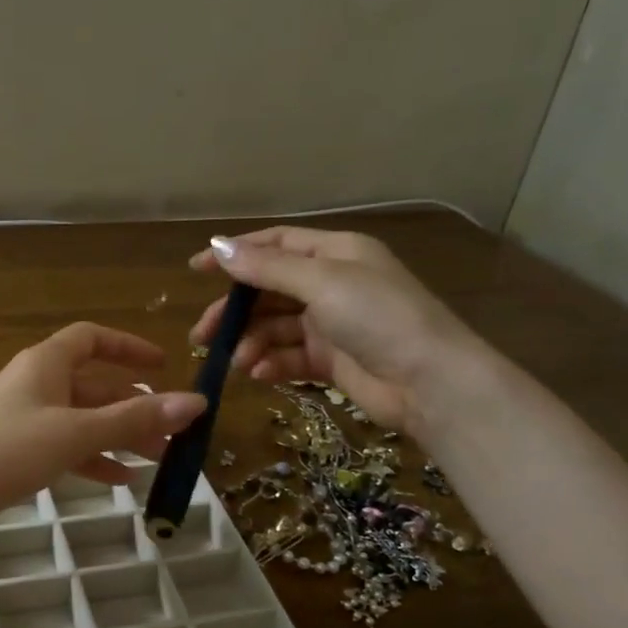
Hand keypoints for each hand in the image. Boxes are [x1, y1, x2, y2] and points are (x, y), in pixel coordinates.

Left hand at [0, 323, 205, 526]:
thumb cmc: (6, 450)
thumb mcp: (76, 432)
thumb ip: (134, 418)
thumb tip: (195, 402)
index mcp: (46, 363)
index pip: (92, 338)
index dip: (129, 348)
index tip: (163, 367)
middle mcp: (35, 384)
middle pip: (94, 385)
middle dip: (135, 406)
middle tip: (175, 434)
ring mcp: (23, 419)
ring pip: (82, 420)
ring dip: (119, 436)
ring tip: (158, 461)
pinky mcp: (14, 452)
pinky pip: (64, 447)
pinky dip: (92, 459)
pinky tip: (119, 481)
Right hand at [189, 227, 487, 436]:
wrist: (431, 383)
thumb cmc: (378, 317)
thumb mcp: (321, 283)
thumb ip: (267, 267)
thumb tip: (218, 247)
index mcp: (335, 254)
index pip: (275, 244)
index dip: (235, 254)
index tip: (196, 270)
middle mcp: (331, 284)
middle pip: (268, 291)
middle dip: (235, 312)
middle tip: (203, 335)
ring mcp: (331, 324)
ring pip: (274, 327)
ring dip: (251, 342)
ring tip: (238, 362)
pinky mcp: (331, 361)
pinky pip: (289, 357)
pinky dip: (271, 364)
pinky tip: (259, 374)